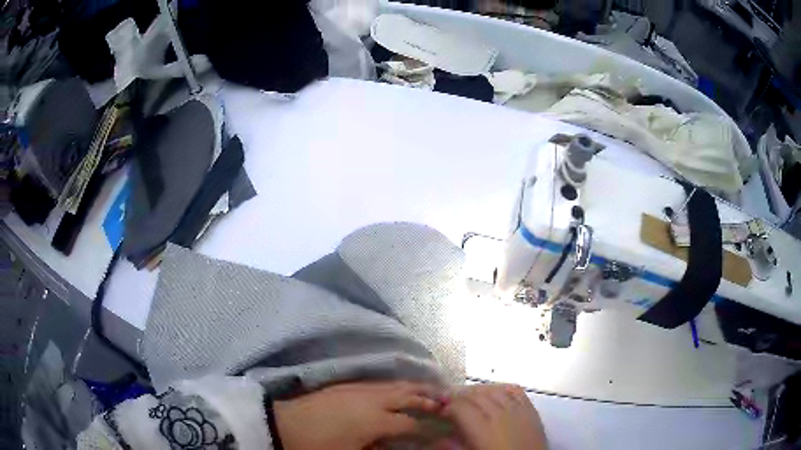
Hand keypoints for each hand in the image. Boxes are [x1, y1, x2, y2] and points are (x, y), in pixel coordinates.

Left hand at [273, 381, 442, 449]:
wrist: (283, 425)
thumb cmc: (318, 447)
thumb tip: (401, 447)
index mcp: (374, 420)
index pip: (410, 423)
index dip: (427, 429)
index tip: (442, 431)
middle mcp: (370, 399)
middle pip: (407, 394)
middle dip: (428, 397)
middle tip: (448, 400)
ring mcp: (356, 388)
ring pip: (393, 384)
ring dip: (414, 387)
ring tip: (430, 389)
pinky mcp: (344, 385)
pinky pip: (378, 382)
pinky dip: (394, 385)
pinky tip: (397, 389)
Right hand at [441, 384, 546, 449]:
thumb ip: (454, 446)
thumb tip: (438, 439)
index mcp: (483, 429)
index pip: (461, 406)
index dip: (447, 406)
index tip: (440, 411)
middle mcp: (501, 415)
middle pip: (476, 395)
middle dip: (460, 397)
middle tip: (450, 405)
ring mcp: (519, 410)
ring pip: (494, 390)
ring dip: (478, 391)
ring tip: (469, 398)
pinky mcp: (531, 411)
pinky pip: (515, 391)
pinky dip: (502, 389)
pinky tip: (495, 393)